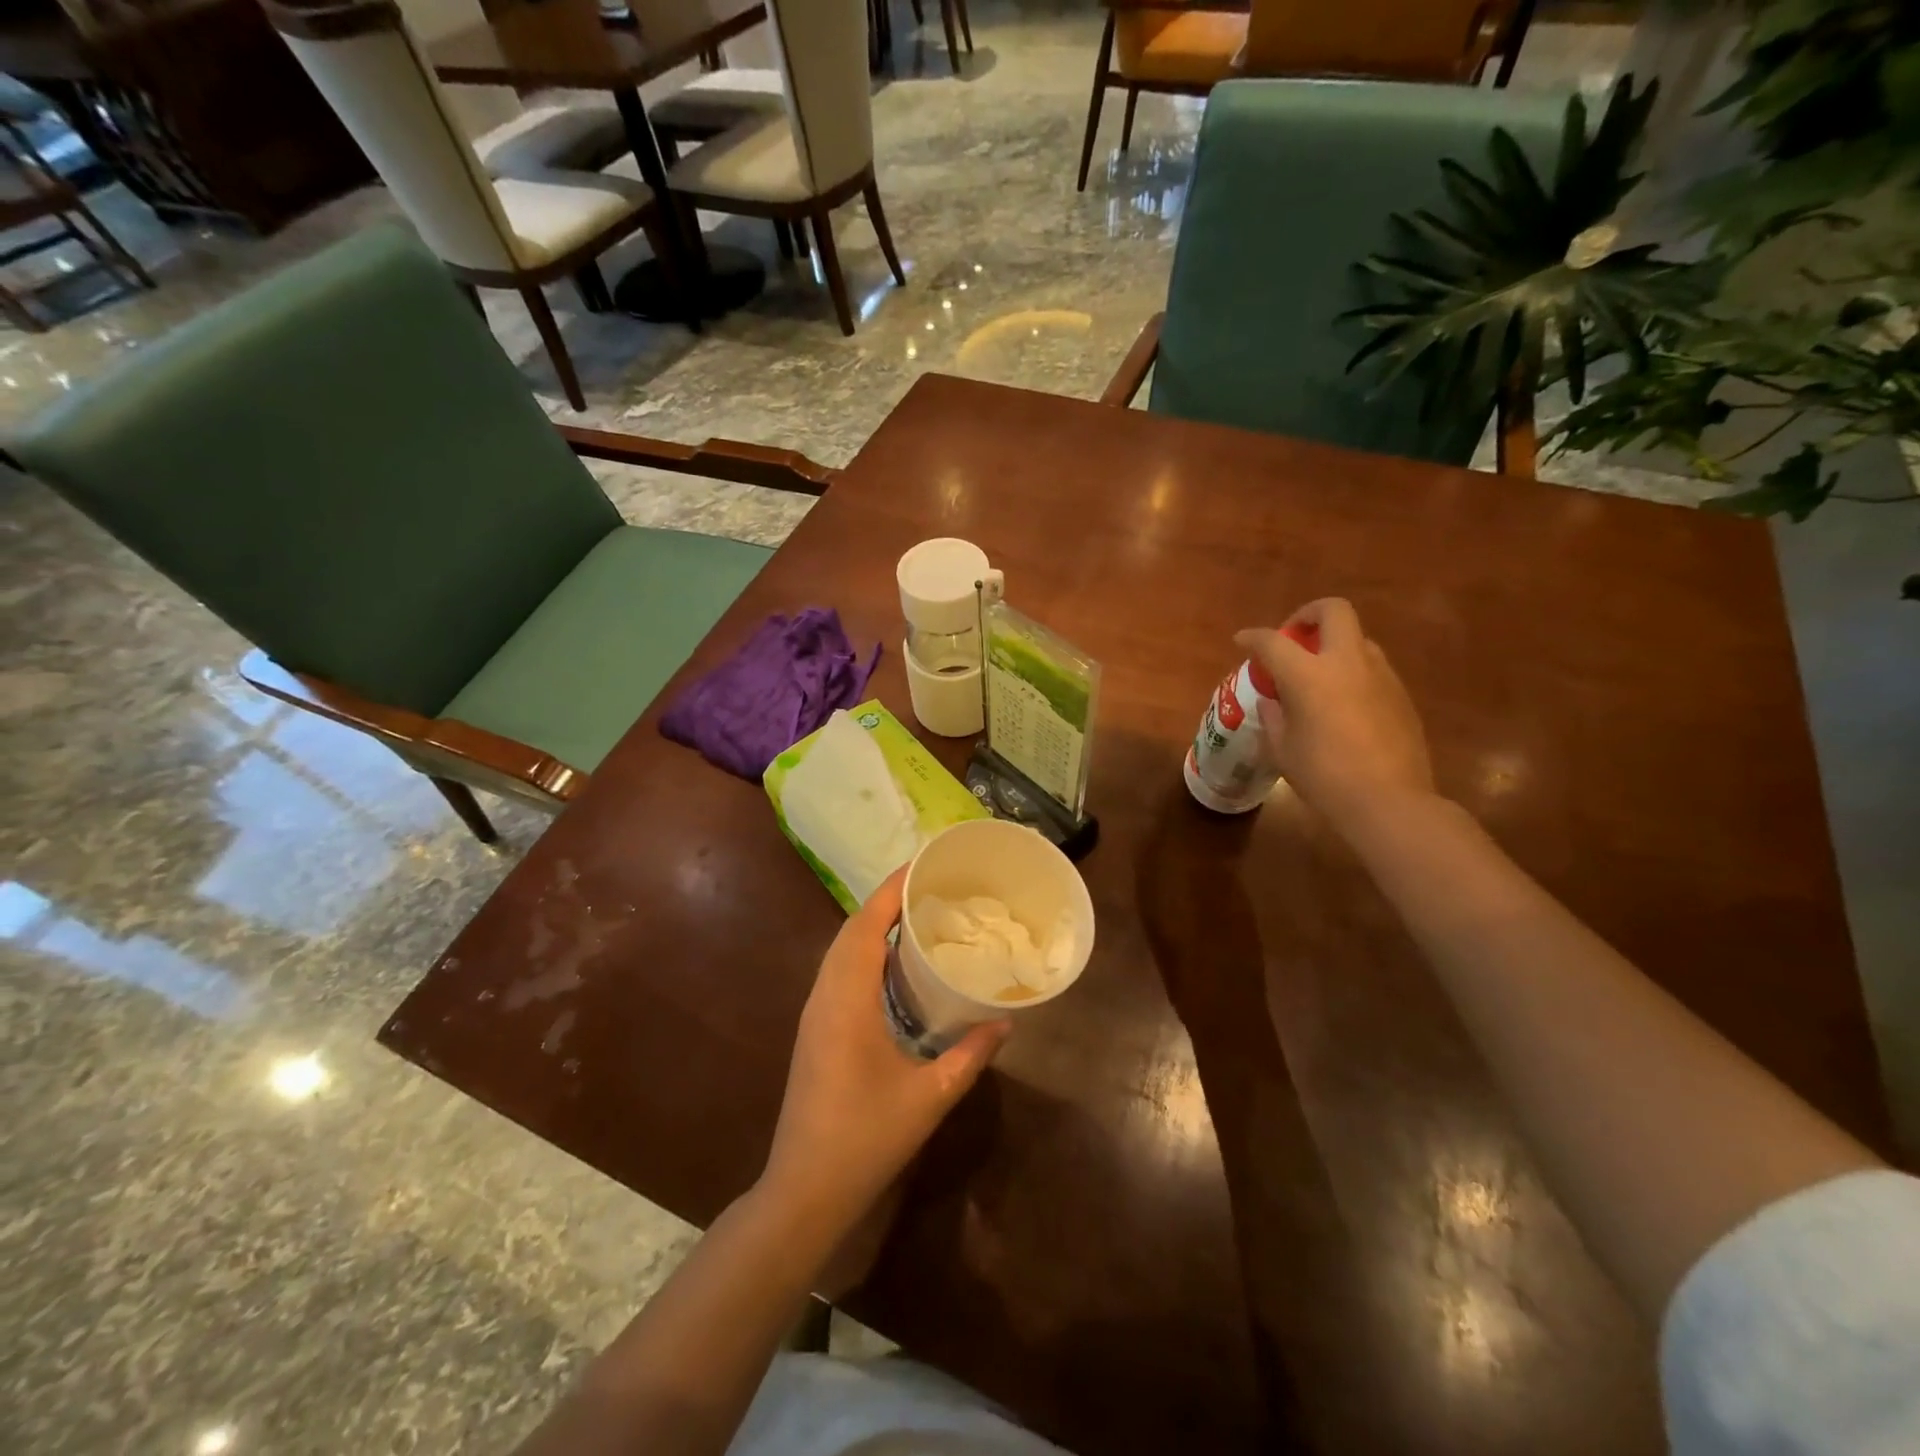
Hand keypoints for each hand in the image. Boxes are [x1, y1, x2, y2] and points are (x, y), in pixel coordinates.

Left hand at [760, 869, 1009, 1247]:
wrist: (805, 1188)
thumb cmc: (866, 1138)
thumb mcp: (929, 1097)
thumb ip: (970, 1055)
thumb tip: (1005, 1020)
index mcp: (847, 999)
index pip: (865, 925)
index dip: (891, 890)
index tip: (923, 866)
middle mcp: (825, 995)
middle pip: (851, 929)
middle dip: (886, 900)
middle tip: (931, 887)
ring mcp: (815, 1012)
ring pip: (841, 949)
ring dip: (873, 925)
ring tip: (917, 914)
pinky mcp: (815, 1029)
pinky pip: (839, 970)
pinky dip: (865, 951)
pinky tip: (894, 964)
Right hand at [1235, 598, 1433, 833]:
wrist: (1388, 801)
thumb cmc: (1323, 776)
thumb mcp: (1283, 748)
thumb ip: (1275, 716)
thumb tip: (1276, 701)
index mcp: (1309, 675)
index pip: (1273, 642)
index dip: (1253, 637)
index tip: (1243, 641)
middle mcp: (1348, 663)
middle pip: (1333, 611)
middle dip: (1308, 615)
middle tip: (1293, 638)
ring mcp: (1381, 675)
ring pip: (1357, 639)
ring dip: (1333, 645)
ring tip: (1318, 675)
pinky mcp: (1401, 694)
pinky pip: (1372, 668)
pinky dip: (1351, 673)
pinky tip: (1342, 705)